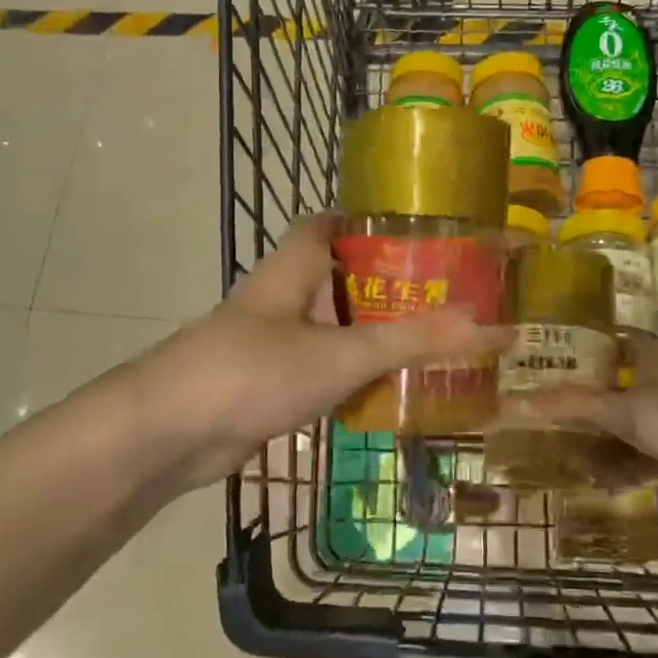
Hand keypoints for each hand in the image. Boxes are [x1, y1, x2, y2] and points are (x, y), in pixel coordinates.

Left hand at [105, 214, 514, 497]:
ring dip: (372, 335)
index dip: (368, 221)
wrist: (165, 435)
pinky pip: (320, 369)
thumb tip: (491, 324)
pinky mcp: (266, 384)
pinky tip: (388, 392)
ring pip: (332, 328)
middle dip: (386, 285)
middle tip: (444, 297)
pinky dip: (351, 375)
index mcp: (294, 268)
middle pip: (339, 278)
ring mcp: (271, 342)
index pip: (329, 223)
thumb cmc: (253, 370)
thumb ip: (413, 340)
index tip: (419, 233)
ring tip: (431, 344)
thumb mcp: (342, 353)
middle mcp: (282, 297)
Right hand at [524, 338, 657, 529]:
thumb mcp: (630, 415)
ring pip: (636, 425)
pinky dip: (629, 467)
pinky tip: (608, 484)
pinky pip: (651, 456)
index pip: (616, 343)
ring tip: (573, 458)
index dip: (587, 349)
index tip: (553, 362)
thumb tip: (519, 400)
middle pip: (622, 387)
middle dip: (590, 404)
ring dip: (606, 442)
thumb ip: (578, 406)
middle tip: (554, 419)